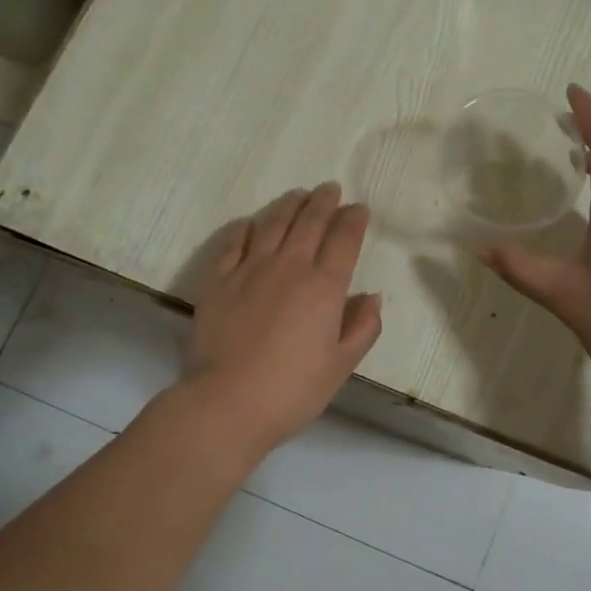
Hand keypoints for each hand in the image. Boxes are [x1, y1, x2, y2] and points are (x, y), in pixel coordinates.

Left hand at [185, 183, 382, 451]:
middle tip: (330, 188)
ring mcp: (249, 269)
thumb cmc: (293, 389)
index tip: (359, 208)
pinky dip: (246, 228)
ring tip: (298, 195)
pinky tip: (251, 223)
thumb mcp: (341, 365)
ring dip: (288, 205)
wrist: (227, 402)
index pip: (344, 239)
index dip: (353, 219)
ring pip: (272, 223)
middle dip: (323, 201)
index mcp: (324, 287)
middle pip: (309, 222)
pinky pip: (233, 242)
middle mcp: (289, 267)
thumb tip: (371, 297)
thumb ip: (363, 327)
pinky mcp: (218, 280)